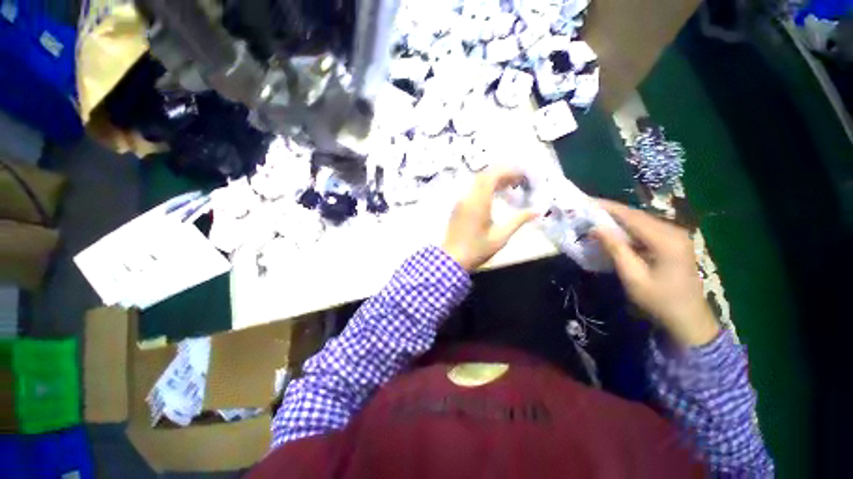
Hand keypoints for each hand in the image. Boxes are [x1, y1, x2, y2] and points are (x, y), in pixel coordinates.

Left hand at [442, 167, 537, 270]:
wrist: (452, 259)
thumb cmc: (477, 250)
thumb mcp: (500, 237)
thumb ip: (518, 221)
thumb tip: (537, 211)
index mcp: (478, 202)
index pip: (492, 176)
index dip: (508, 171)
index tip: (523, 175)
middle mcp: (468, 197)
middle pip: (484, 175)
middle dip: (503, 173)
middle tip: (519, 181)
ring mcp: (461, 201)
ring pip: (477, 182)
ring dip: (494, 180)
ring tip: (510, 187)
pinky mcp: (458, 206)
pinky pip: (473, 190)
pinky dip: (485, 187)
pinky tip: (495, 196)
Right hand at [593, 199, 719, 346]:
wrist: (689, 319)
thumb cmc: (659, 301)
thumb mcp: (633, 277)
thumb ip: (616, 250)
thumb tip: (596, 228)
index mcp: (666, 240)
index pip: (631, 216)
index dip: (607, 207)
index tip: (586, 201)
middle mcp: (673, 231)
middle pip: (636, 215)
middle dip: (610, 211)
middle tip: (586, 210)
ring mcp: (675, 236)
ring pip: (640, 221)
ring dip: (617, 219)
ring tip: (594, 218)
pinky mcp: (673, 242)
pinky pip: (645, 229)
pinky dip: (627, 228)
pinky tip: (613, 231)